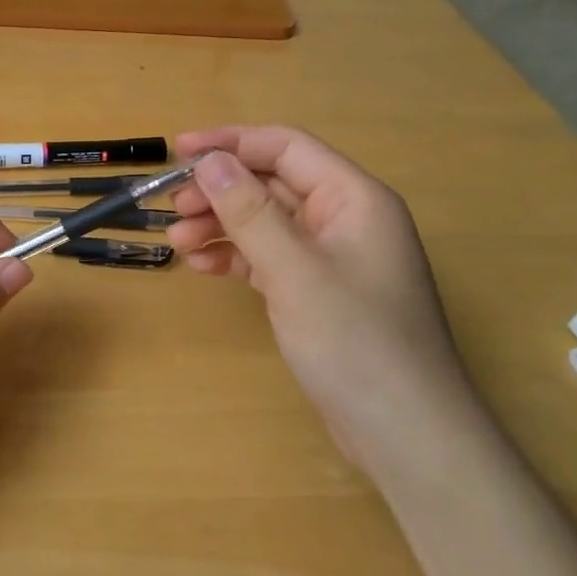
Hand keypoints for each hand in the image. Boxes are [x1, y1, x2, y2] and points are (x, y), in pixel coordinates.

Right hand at [166, 126, 479, 461]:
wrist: (404, 432)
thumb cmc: (355, 341)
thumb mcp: (294, 271)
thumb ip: (249, 211)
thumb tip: (210, 161)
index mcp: (353, 198)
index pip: (286, 148)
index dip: (231, 143)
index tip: (179, 151)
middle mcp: (344, 218)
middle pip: (273, 183)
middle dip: (220, 190)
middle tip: (172, 206)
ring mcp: (332, 257)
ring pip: (267, 222)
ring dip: (222, 224)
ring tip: (178, 241)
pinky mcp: (318, 292)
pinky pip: (270, 257)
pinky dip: (236, 257)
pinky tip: (203, 266)